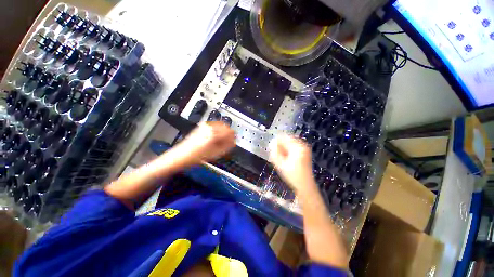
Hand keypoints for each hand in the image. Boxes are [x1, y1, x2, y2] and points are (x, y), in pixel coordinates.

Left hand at [175, 121, 235, 164]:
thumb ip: (227, 146)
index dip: (233, 137)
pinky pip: (213, 126)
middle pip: (225, 126)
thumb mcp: (216, 154)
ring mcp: (204, 126)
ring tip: (221, 141)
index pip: (230, 131)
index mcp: (214, 133)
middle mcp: (209, 127)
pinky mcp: (201, 127)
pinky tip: (215, 138)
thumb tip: (233, 142)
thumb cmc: (197, 156)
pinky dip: (217, 131)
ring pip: (220, 125)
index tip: (233, 141)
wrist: (181, 155)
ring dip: (223, 132)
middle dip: (228, 134)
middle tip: (228, 141)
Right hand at [269, 135, 317, 197]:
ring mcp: (304, 148)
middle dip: (280, 146)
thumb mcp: (280, 164)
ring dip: (283, 149)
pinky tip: (286, 159)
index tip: (272, 149)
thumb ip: (275, 152)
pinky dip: (287, 151)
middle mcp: (302, 145)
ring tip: (282, 159)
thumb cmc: (292, 176)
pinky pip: (292, 147)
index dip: (276, 142)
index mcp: (298, 147)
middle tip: (277, 156)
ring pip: (289, 143)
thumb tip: (272, 143)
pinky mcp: (304, 152)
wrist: (305, 185)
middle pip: (287, 139)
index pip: (283, 137)